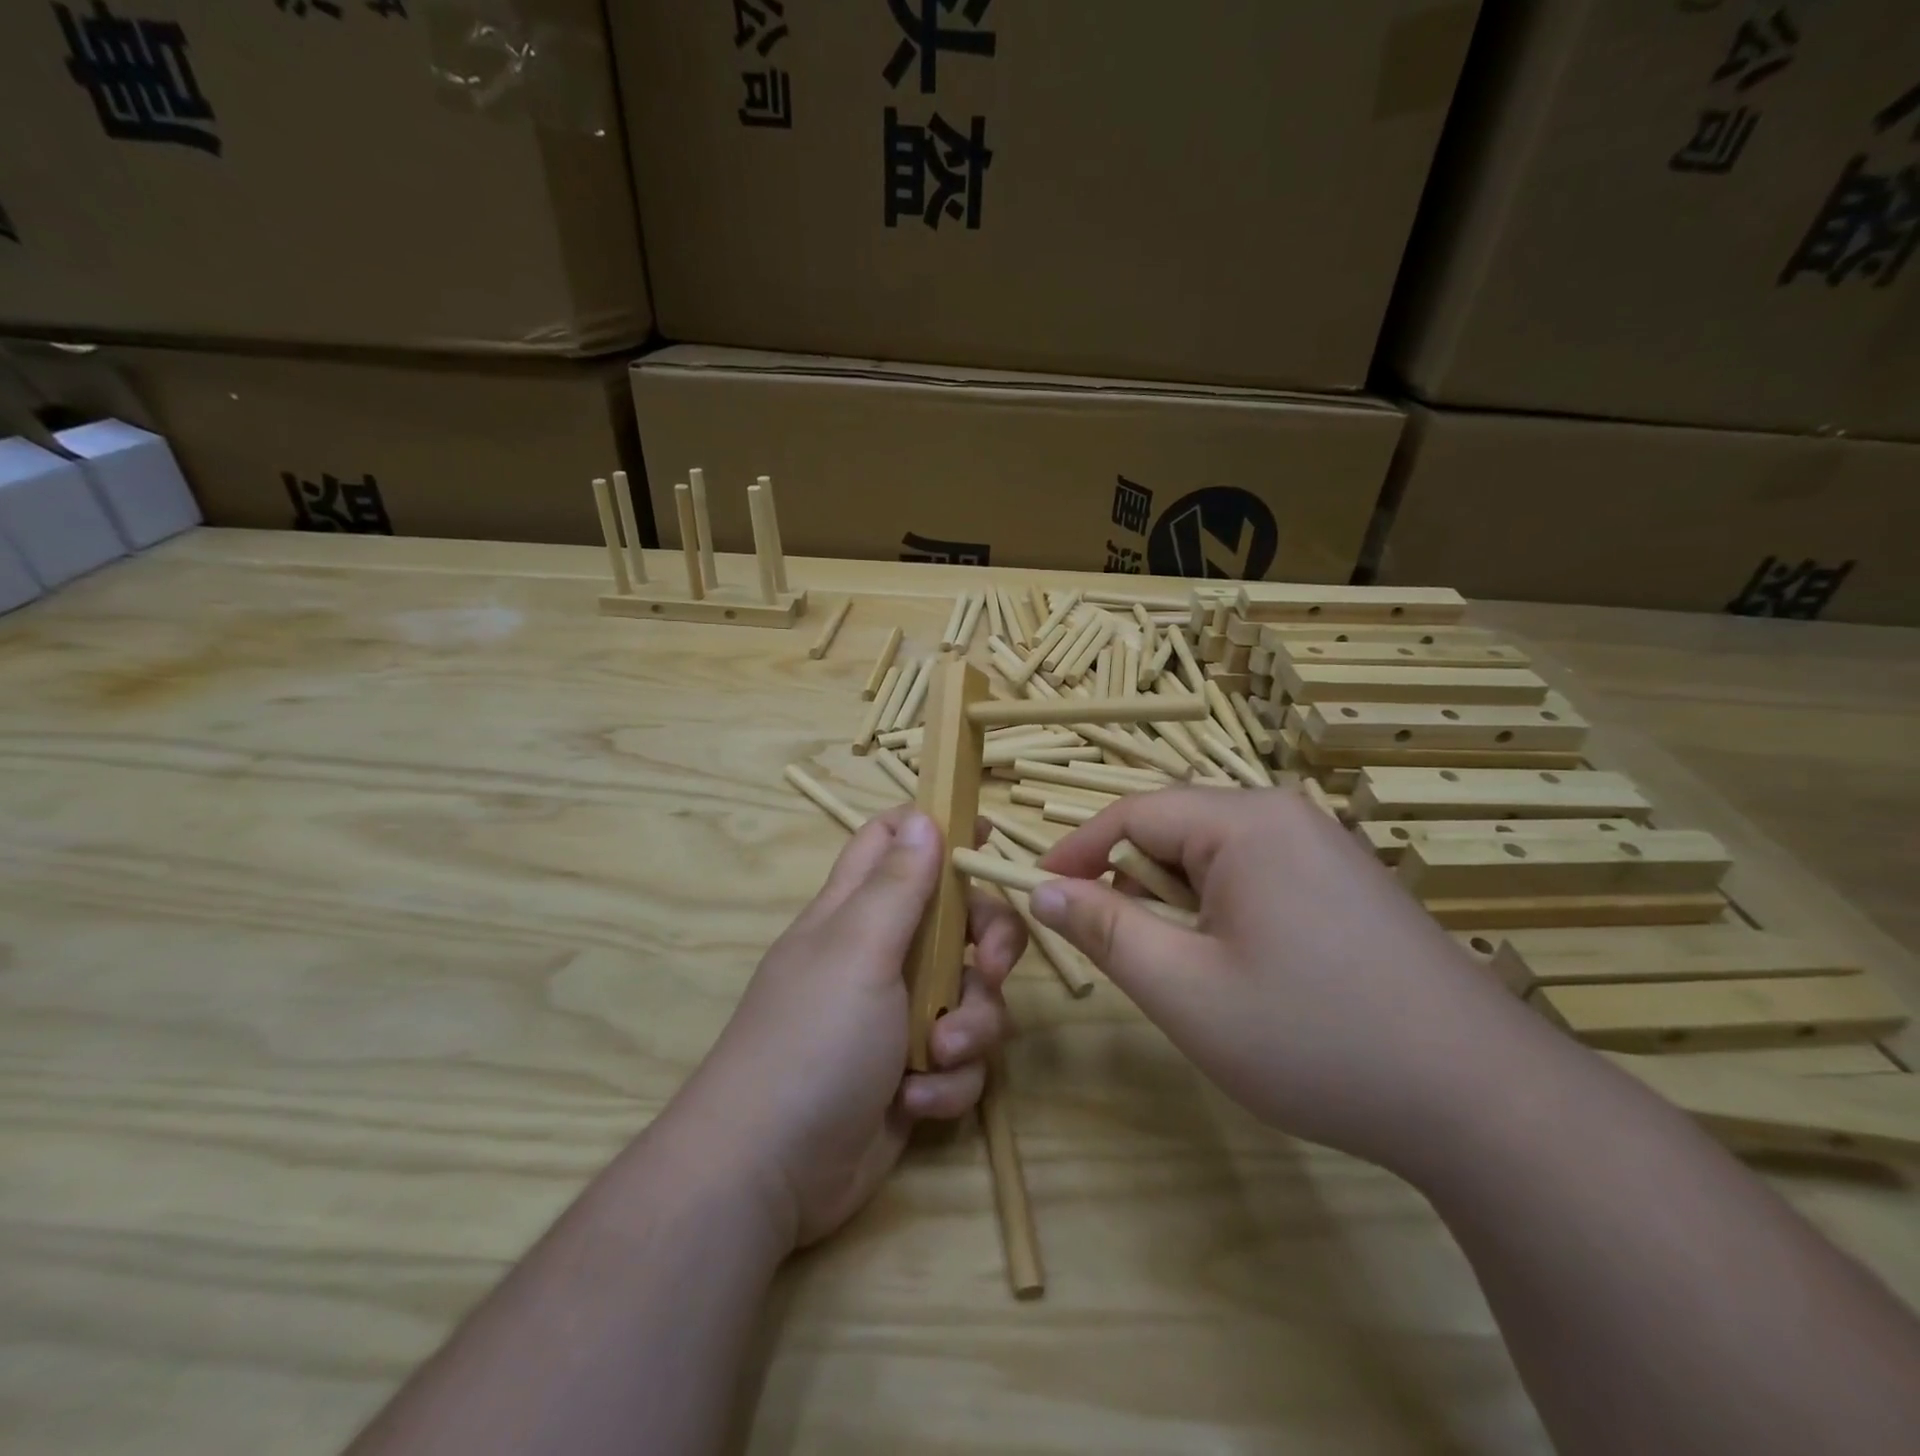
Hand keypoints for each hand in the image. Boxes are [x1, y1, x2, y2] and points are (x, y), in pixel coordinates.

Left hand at [670, 806, 1024, 1248]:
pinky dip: (947, 1083)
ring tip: (937, 1058)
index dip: (936, 830)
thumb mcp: (859, 950)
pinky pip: (961, 1060)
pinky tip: (913, 1104)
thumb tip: (922, 814)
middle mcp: (882, 956)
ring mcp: (899, 1016)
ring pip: (972, 995)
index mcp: (857, 912)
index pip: (891, 842)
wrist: (770, 1172)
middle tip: (993, 967)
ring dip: (970, 1029)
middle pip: (959, 920)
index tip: (986, 840)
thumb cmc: (812, 1039)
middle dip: (989, 943)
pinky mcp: (913, 1073)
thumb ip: (897, 884)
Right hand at [1031, 787, 1530, 1169]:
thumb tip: (1042, 890)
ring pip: (1215, 857)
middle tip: (1122, 953)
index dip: (1076, 852)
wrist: (1484, 1103)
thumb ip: (1104, 930)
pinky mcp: (1347, 882)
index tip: (1038, 893)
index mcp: (1244, 822)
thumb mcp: (1185, 989)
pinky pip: (1257, 876)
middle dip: (1133, 885)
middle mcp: (1285, 816)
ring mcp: (1324, 847)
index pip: (1131, 814)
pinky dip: (1223, 912)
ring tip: (1189, 971)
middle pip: (1175, 830)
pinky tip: (1246, 971)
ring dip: (1179, 903)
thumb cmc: (1313, 1038)